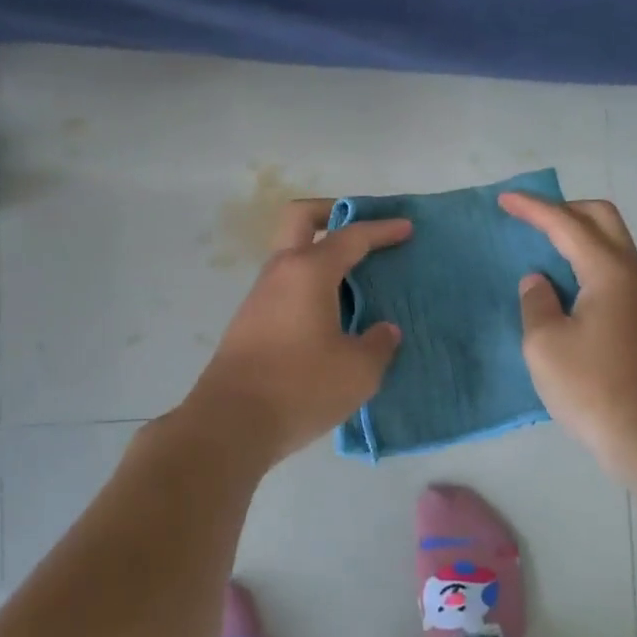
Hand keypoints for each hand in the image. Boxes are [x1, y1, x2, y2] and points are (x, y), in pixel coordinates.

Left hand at [183, 199, 409, 465]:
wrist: (229, 424)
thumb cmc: (300, 387)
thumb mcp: (358, 371)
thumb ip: (379, 344)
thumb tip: (383, 330)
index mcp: (309, 271)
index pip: (351, 236)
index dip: (382, 230)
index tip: (406, 228)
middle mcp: (280, 272)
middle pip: (300, 218)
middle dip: (332, 212)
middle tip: (362, 231)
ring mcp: (259, 296)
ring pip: (290, 254)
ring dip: (320, 254)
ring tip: (355, 282)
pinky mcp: (249, 323)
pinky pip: (285, 286)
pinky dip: (310, 285)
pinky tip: (331, 316)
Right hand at [499, 193, 636, 474]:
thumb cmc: (592, 388)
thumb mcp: (544, 345)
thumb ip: (536, 302)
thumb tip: (540, 282)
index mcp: (609, 272)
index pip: (567, 224)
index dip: (534, 208)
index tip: (505, 199)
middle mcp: (633, 275)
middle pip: (603, 218)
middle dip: (565, 209)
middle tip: (531, 217)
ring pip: (613, 244)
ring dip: (579, 235)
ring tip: (543, 248)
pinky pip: (614, 271)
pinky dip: (587, 261)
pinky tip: (566, 285)